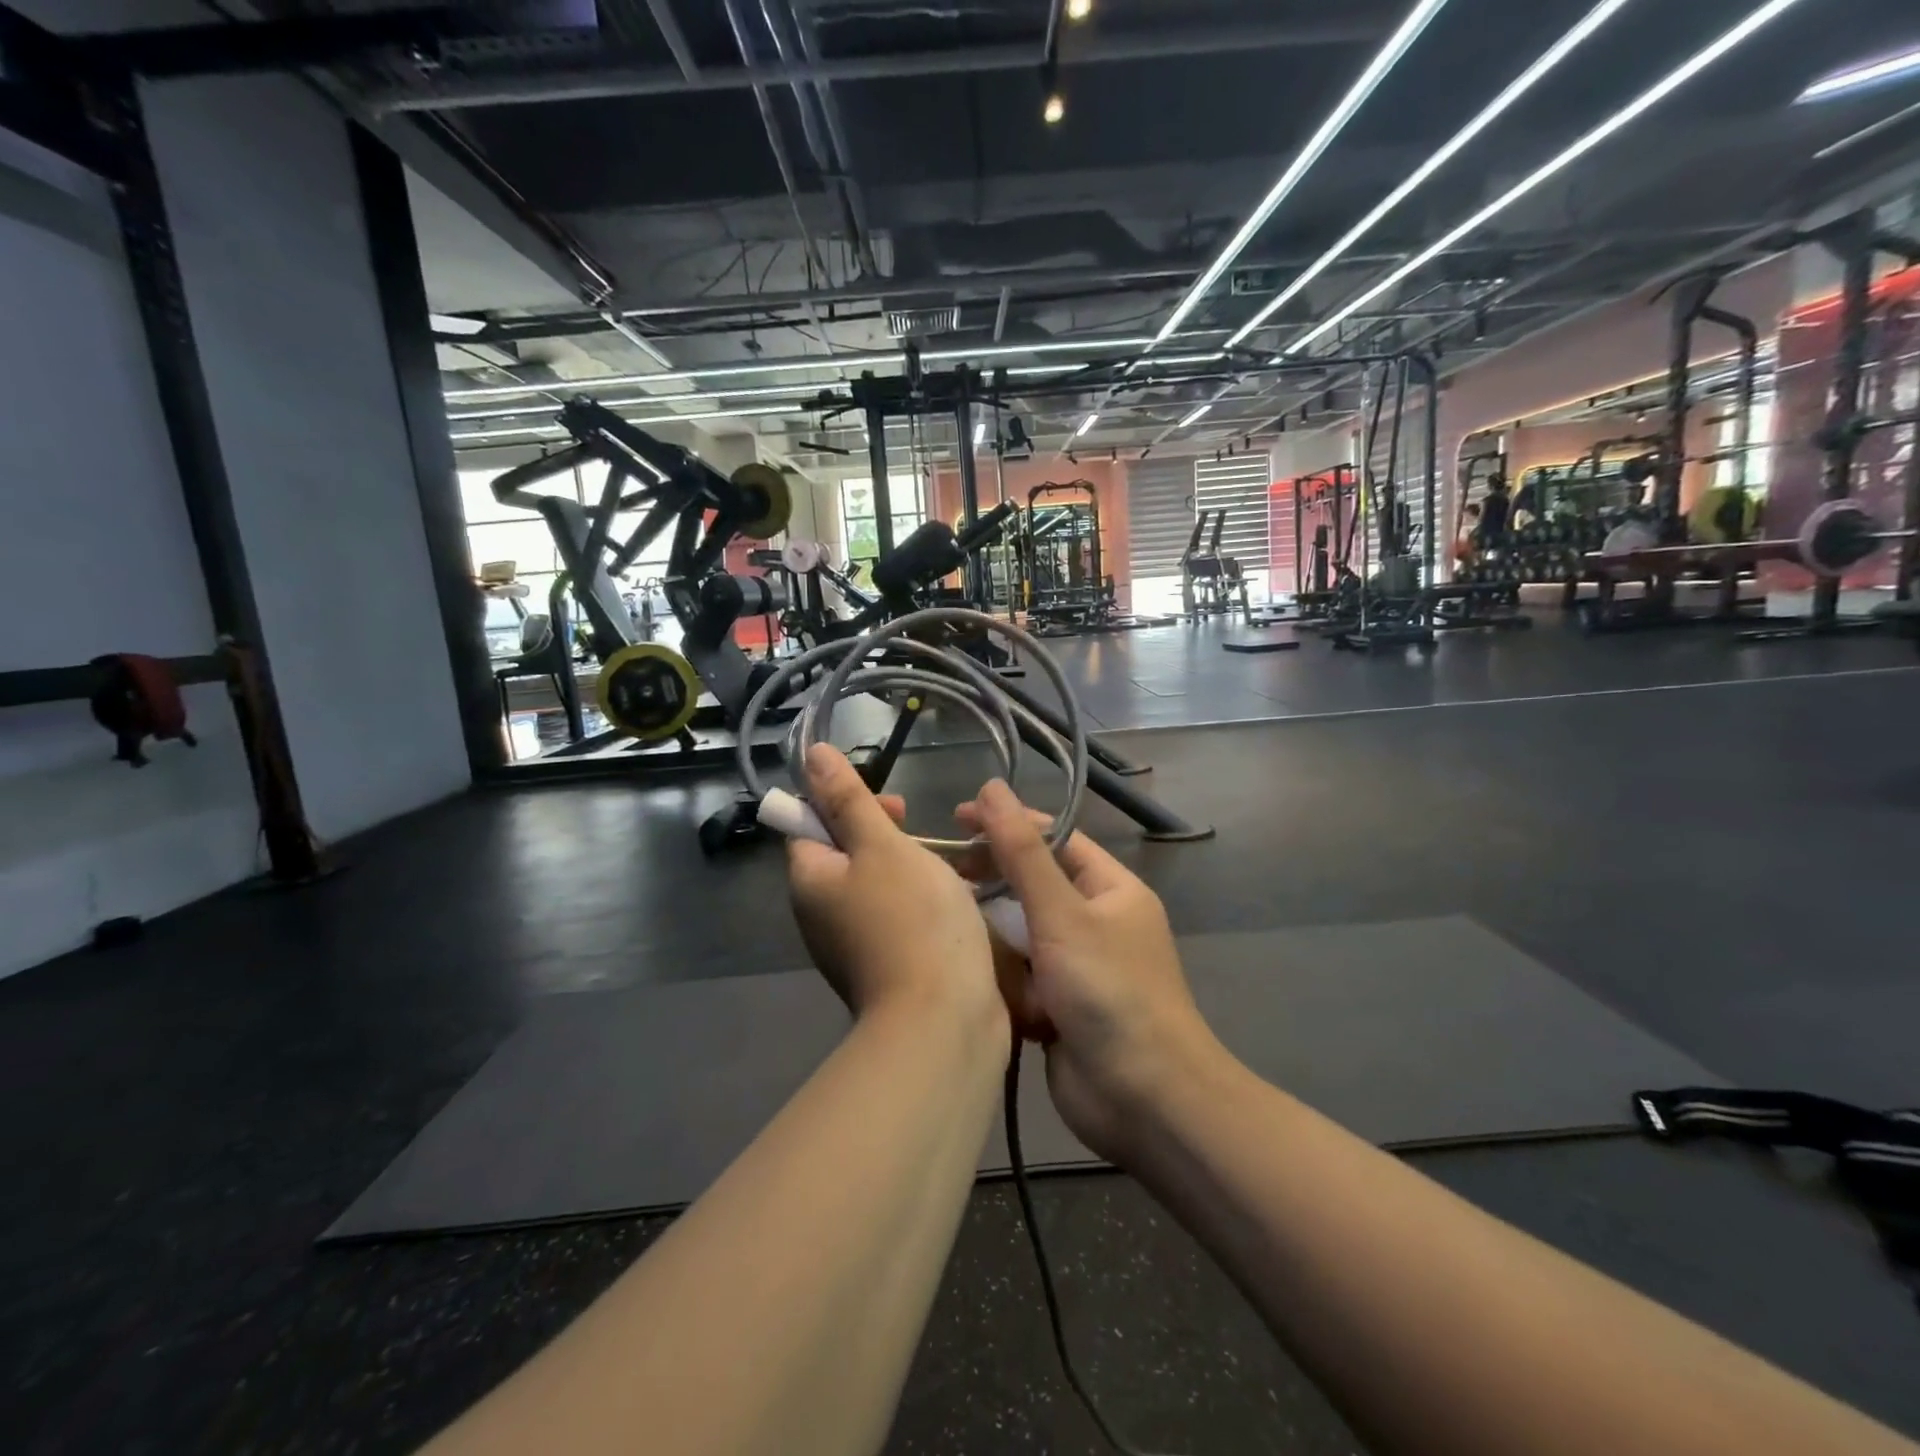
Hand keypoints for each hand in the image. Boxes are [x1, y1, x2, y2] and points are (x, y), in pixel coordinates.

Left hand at [788, 745, 1004, 1035]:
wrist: (943, 1021)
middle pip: (845, 856)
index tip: (895, 807)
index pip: (809, 824)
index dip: (845, 804)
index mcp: (810, 882)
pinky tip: (957, 902)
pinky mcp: (886, 968)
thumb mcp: (882, 846)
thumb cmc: (912, 919)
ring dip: (912, 868)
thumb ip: (848, 799)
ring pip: (878, 887)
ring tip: (953, 865)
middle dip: (887, 836)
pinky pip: (898, 919)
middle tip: (926, 835)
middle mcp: (821, 916)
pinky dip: (922, 903)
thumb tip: (811, 754)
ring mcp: (853, 946)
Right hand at [960, 781, 1222, 1162]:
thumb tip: (993, 788)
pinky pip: (1019, 975)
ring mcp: (1076, 967)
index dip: (1008, 823)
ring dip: (992, 931)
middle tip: (942, 873)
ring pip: (1020, 932)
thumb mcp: (1062, 914)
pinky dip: (998, 974)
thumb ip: (1022, 853)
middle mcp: (1095, 922)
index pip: (1054, 839)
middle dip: (994, 878)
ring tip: (946, 923)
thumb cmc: (1109, 992)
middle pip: (1034, 884)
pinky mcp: (1057, 1007)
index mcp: (1111, 890)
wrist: (1144, 1100)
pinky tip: (964, 970)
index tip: (956, 817)